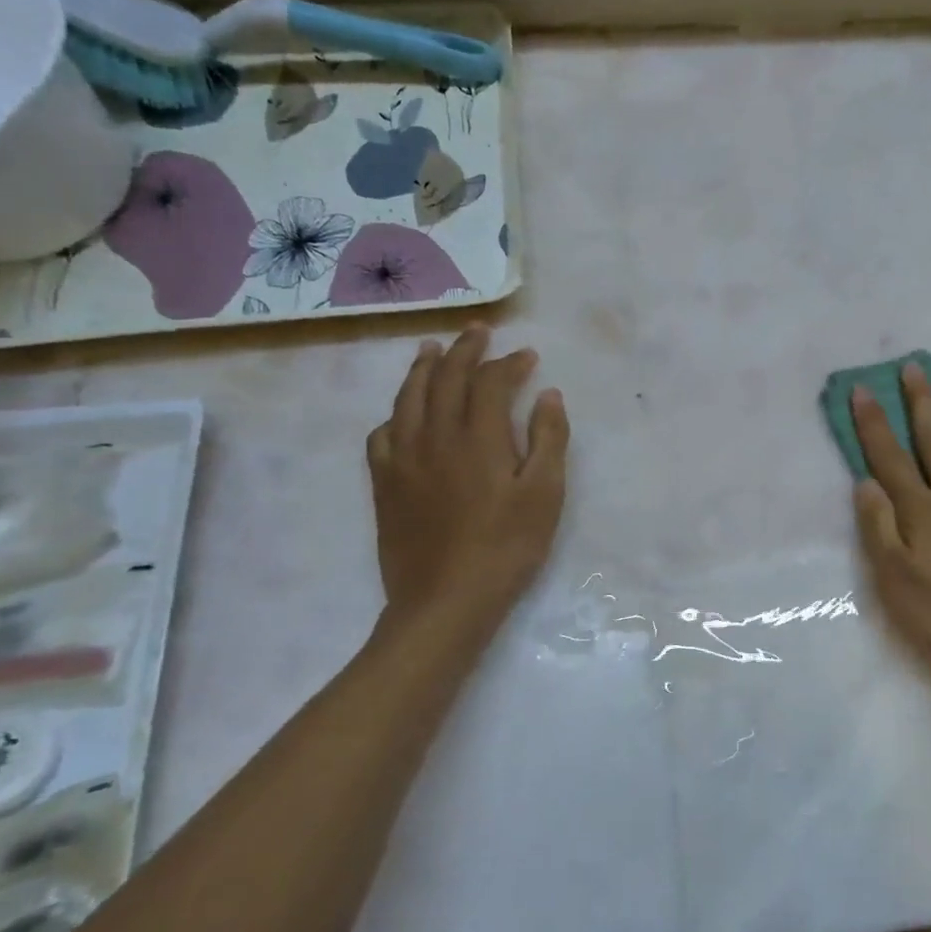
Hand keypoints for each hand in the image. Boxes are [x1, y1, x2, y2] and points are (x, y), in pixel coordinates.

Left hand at [367, 327, 569, 630]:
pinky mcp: (384, 484)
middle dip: (464, 350)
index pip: (490, 382)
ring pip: (408, 398)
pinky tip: (402, 414)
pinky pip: (382, 434)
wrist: (446, 601)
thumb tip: (547, 395)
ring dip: (423, 368)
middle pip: (446, 378)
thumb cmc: (506, 548)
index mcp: (477, 437)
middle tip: (477, 331)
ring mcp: (403, 459)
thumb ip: (548, 440)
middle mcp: (435, 436)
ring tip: (432, 349)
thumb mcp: (544, 495)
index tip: (527, 356)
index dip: (509, 363)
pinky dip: (395, 413)